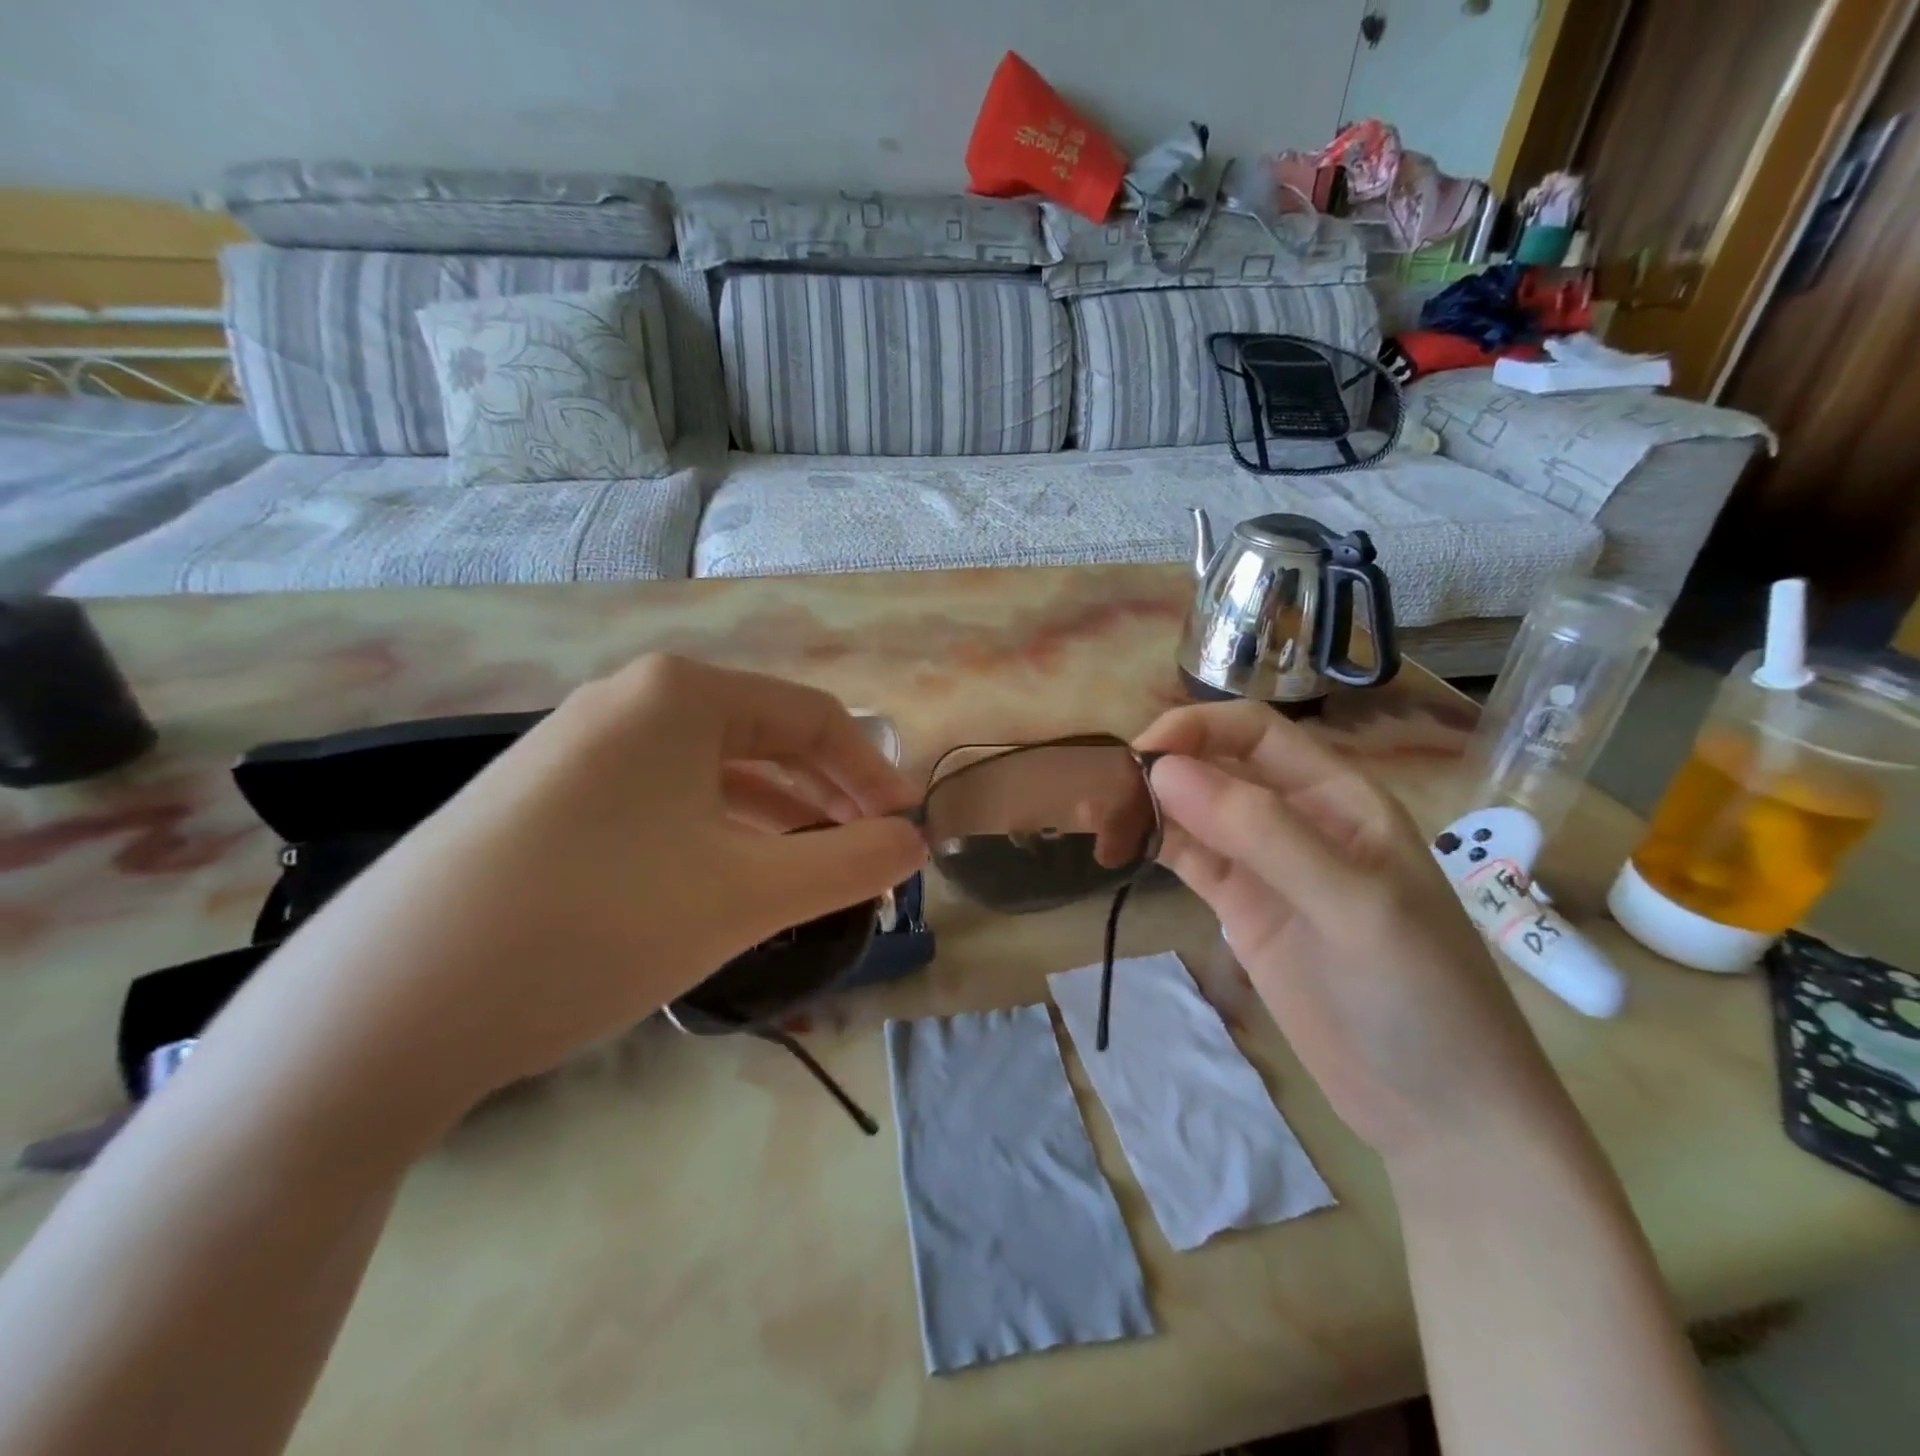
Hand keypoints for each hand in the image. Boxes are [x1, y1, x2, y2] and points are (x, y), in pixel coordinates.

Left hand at [251, 655, 927, 1125]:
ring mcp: (576, 748)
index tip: (906, 831)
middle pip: (762, 740)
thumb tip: (915, 844)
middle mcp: (627, 701)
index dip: (872, 774)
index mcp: (681, 694)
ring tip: (809, 878)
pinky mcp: (543, 799)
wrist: (385, 1008)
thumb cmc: (596, 924)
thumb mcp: (747, 895)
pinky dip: (712, 836)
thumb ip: (849, 864)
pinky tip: (725, 884)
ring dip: (773, 822)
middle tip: (866, 859)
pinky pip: (659, 802)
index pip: (812, 717)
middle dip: (826, 800)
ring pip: (709, 775)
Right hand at [1133, 703, 1576, 1160]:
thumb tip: (1163, 769)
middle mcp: (1298, 819)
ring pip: (1194, 814)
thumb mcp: (1350, 905)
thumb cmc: (1419, 996)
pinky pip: (1189, 859)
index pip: (1254, 734)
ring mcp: (1266, 866)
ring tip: (1094, 822)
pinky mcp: (1242, 908)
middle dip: (1158, 770)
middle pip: (1215, 768)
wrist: (1442, 1112)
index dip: (1195, 730)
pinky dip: (1152, 847)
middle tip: (1097, 798)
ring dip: (1146, 809)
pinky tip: (1117, 849)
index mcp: (1338, 797)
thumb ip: (1260, 832)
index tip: (1137, 756)